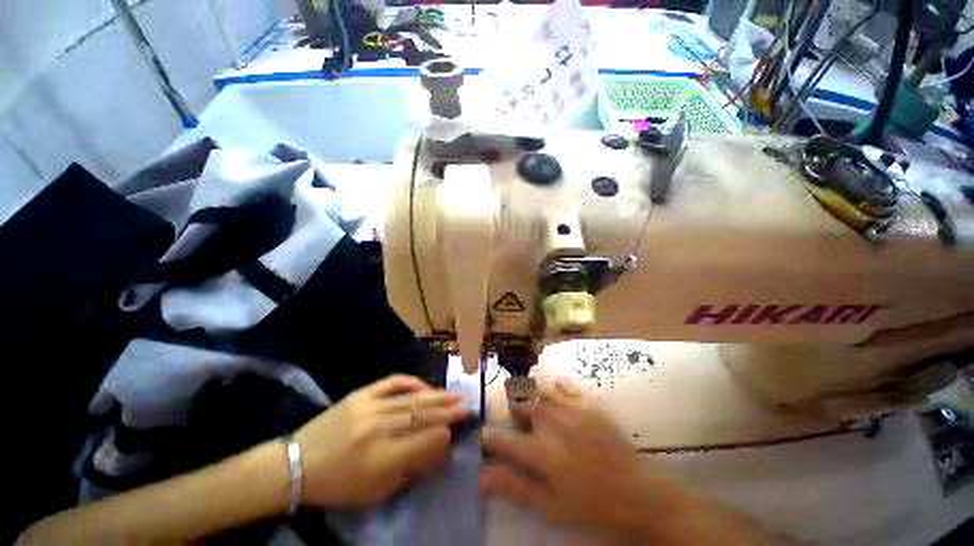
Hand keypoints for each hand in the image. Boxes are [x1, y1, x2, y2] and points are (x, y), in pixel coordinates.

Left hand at [295, 374, 469, 508]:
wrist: (296, 464)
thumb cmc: (337, 485)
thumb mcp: (374, 493)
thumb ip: (408, 471)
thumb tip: (434, 450)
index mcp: (380, 459)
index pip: (424, 442)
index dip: (443, 437)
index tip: (455, 433)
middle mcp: (378, 429)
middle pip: (421, 417)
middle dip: (447, 412)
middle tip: (466, 408)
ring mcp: (369, 407)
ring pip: (411, 399)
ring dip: (436, 396)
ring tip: (455, 395)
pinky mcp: (360, 394)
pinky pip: (392, 382)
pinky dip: (412, 382)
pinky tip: (425, 385)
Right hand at [480, 381, 672, 536]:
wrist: (637, 493)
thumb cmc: (590, 505)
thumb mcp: (550, 506)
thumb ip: (514, 487)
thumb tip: (481, 477)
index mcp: (541, 451)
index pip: (503, 440)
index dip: (489, 438)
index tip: (484, 437)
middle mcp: (551, 423)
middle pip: (520, 404)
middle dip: (512, 411)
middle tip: (517, 421)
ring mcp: (571, 409)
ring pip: (539, 390)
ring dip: (529, 394)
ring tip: (532, 404)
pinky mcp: (588, 404)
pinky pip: (564, 386)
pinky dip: (554, 387)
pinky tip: (554, 393)